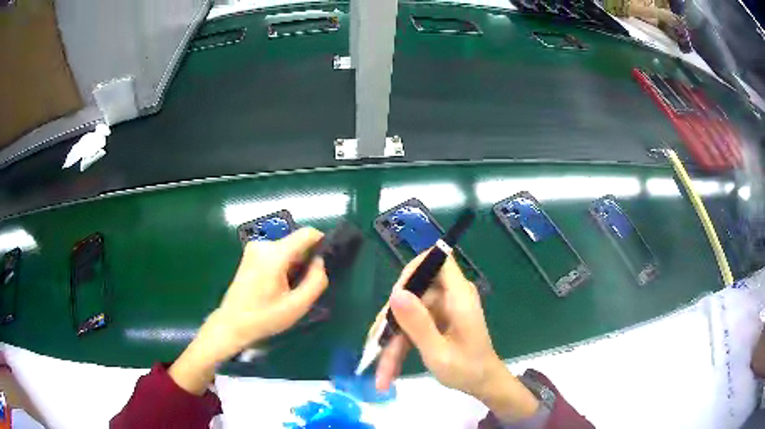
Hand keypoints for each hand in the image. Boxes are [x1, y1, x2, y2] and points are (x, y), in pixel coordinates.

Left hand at [169, 228, 327, 393]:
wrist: (232, 323)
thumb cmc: (264, 317)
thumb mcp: (297, 305)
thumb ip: (316, 281)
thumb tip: (320, 262)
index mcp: (275, 254)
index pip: (307, 234)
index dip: (321, 243)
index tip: (325, 263)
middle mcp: (263, 243)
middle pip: (296, 242)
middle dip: (306, 259)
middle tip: (304, 285)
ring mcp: (254, 247)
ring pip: (287, 247)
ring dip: (294, 263)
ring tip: (290, 288)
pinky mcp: (250, 253)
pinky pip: (276, 252)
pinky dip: (283, 264)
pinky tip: (278, 285)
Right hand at [373, 251, 538, 421]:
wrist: (483, 383)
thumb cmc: (467, 369)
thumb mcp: (438, 352)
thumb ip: (418, 324)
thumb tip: (395, 292)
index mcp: (458, 295)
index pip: (438, 259)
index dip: (413, 271)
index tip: (394, 298)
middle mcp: (450, 296)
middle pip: (413, 292)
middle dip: (392, 322)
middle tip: (376, 349)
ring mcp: (442, 308)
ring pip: (407, 313)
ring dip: (392, 341)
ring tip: (382, 373)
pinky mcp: (436, 319)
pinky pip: (411, 324)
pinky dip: (400, 345)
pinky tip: (389, 371)